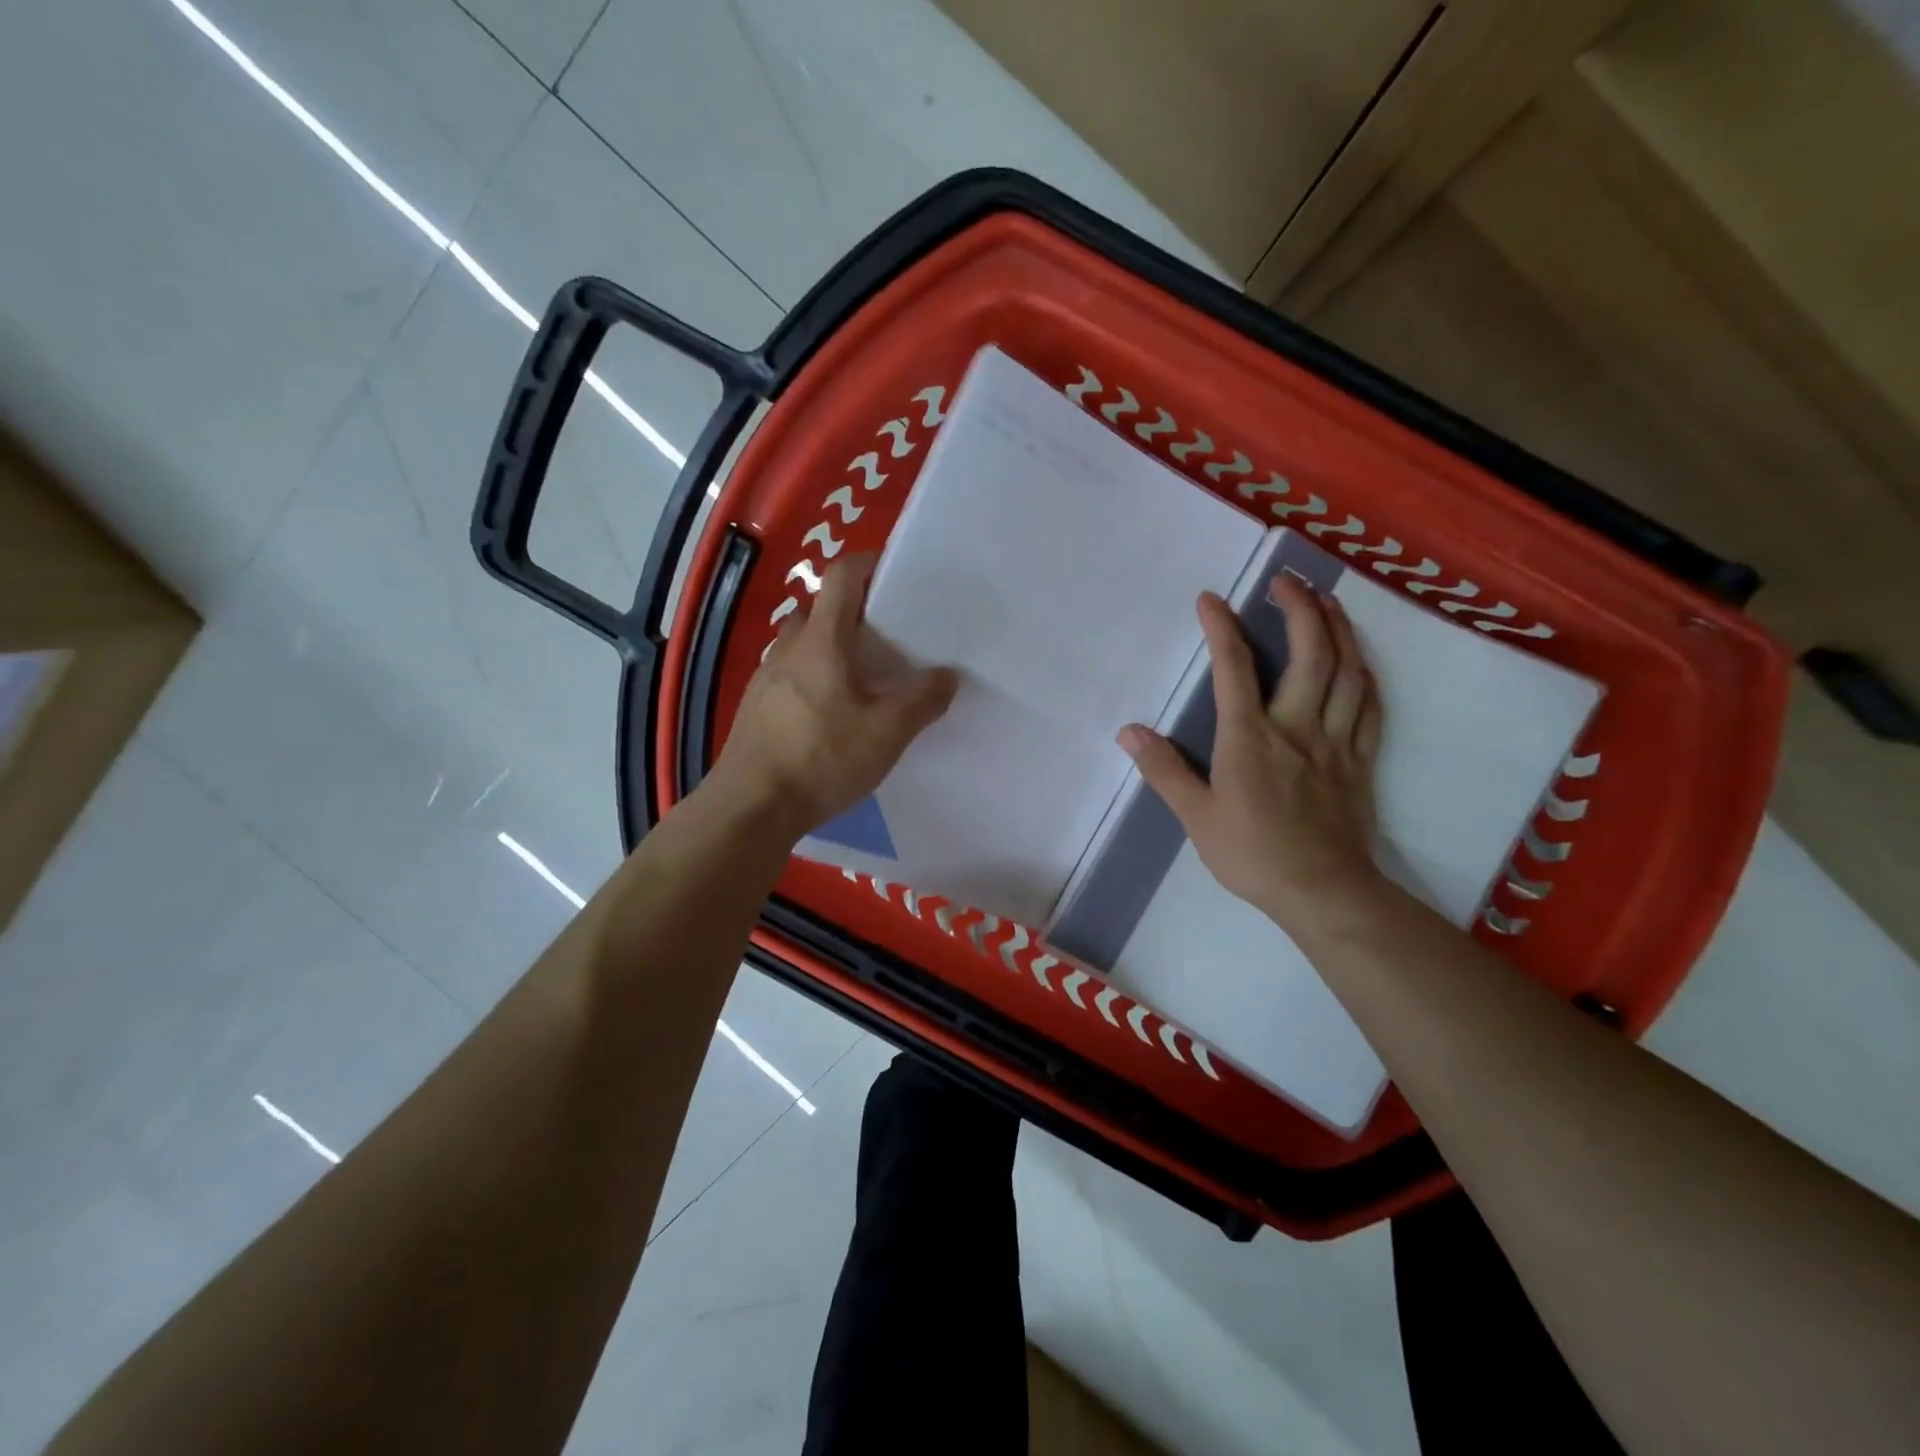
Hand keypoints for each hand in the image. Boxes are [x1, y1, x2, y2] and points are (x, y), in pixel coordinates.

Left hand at [710, 554, 957, 838]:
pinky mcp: (756, 706)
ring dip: (831, 645)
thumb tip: (947, 675)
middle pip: (821, 608)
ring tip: (863, 676)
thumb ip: (922, 701)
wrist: (751, 806)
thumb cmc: (821, 759)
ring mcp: (767, 677)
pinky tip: (831, 712)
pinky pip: (790, 673)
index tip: (896, 574)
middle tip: (887, 635)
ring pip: (803, 643)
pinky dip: (814, 676)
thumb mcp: (886, 733)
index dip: (868, 564)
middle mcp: (789, 648)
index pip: (842, 577)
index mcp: (822, 641)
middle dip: (853, 611)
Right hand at [1119, 579, 1381, 929]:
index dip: (1221, 628)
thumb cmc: (1251, 853)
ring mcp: (1334, 741)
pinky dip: (1366, 676)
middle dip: (1299, 608)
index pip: (1234, 669)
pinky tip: (1360, 661)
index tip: (1210, 598)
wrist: (1321, 890)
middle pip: (1309, 654)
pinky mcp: (1360, 760)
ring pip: (1346, 672)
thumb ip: (1164, 770)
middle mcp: (1296, 726)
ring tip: (1327, 601)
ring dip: (1339, 629)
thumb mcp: (1195, 816)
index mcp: (1250, 737)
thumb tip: (1129, 733)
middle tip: (1287, 580)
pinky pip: (1370, 707)